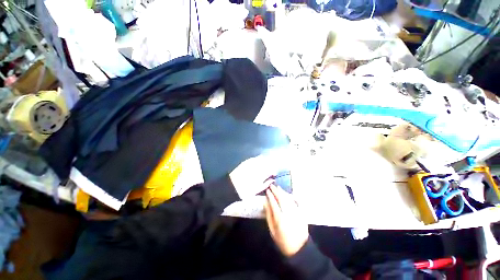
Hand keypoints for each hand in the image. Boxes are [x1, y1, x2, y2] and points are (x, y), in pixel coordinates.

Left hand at [229, 155, 278, 198]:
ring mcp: (251, 162)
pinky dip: (258, 160)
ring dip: (265, 161)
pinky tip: (258, 163)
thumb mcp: (258, 189)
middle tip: (270, 170)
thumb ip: (267, 183)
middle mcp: (257, 166)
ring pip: (262, 158)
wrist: (232, 187)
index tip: (274, 174)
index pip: (271, 169)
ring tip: (264, 166)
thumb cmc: (246, 191)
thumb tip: (273, 179)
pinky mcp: (246, 161)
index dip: (274, 171)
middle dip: (270, 165)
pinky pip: (255, 158)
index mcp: (262, 174)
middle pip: (268, 162)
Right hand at [265, 184, 308, 256]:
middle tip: (272, 185)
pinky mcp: (301, 213)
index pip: (273, 203)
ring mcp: (296, 212)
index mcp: (280, 219)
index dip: (270, 195)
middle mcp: (288, 213)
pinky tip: (287, 194)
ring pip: (288, 198)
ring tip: (278, 187)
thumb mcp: (272, 230)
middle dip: (276, 191)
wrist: (299, 248)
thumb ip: (268, 216)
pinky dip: (291, 196)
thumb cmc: (283, 241)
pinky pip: (295, 202)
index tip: (267, 190)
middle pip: (281, 198)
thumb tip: (265, 203)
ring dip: (283, 192)